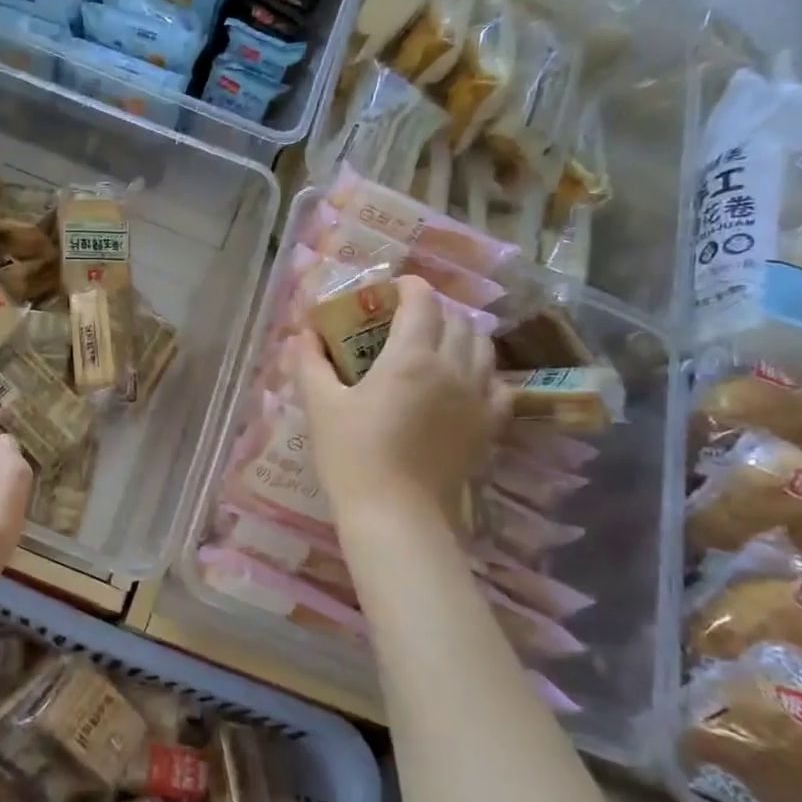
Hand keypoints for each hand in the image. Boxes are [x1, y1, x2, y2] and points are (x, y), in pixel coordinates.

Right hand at [296, 274, 502, 526]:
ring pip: (482, 348)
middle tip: (406, 321)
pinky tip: (463, 384)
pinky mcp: (490, 426)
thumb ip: (311, 362)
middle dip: (433, 311)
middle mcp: (453, 367)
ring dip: (461, 336)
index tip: (392, 289)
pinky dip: (482, 373)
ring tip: (437, 347)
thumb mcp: (320, 405)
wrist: (395, 513)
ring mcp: (478, 397)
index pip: (422, 302)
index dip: (409, 287)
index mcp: (410, 356)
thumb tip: (303, 333)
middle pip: (457, 320)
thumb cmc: (351, 455)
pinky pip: (498, 385)